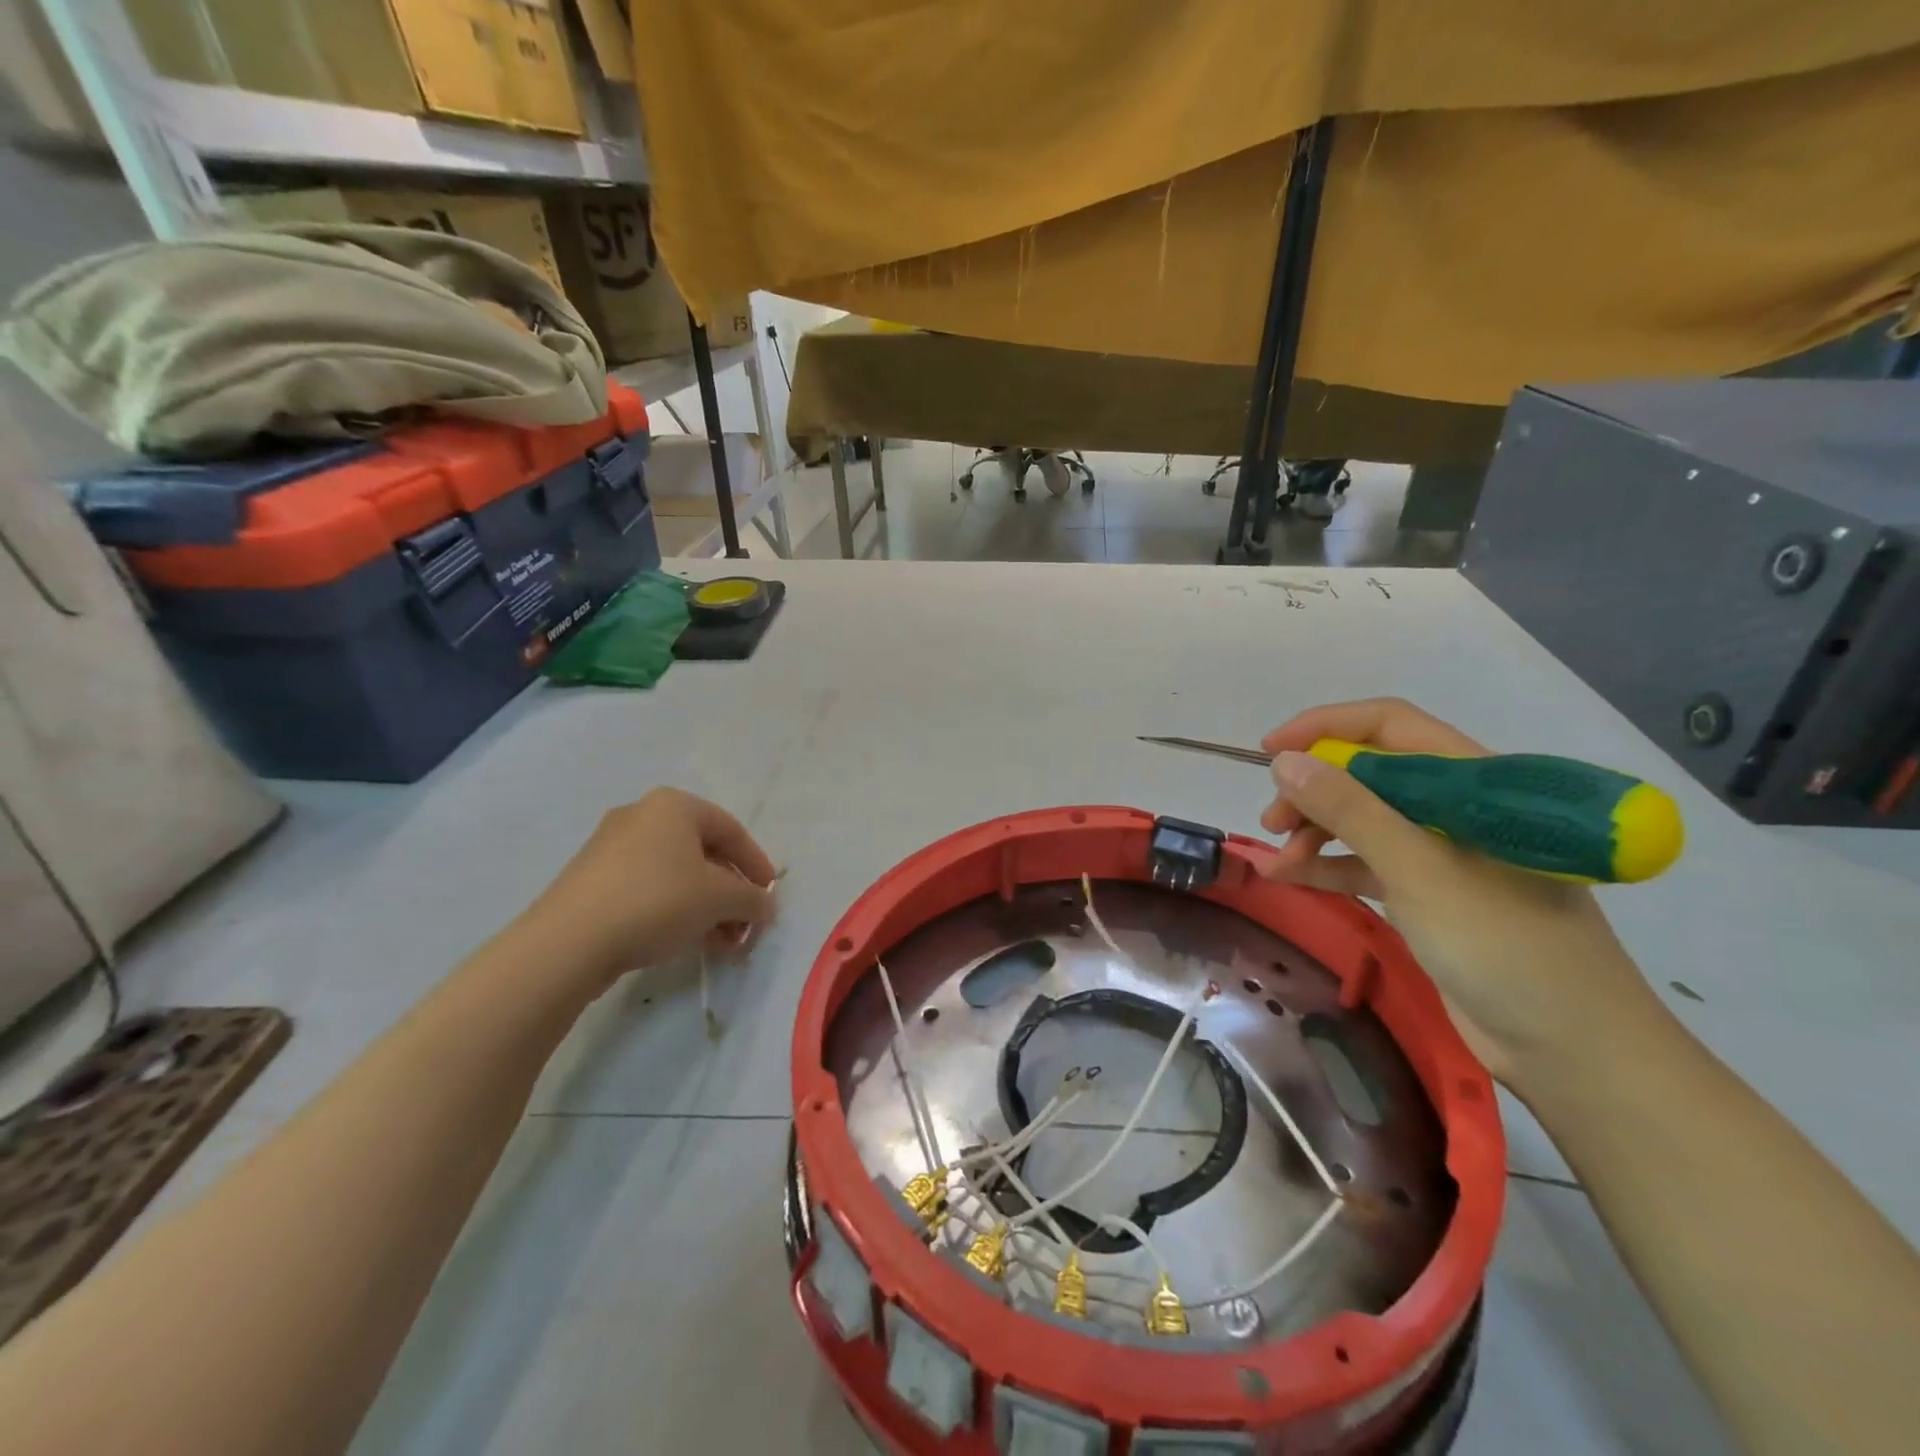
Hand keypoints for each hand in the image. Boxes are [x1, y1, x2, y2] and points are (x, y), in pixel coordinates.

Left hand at [521, 788, 778, 994]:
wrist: (568, 942)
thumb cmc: (657, 901)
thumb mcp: (720, 899)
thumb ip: (753, 899)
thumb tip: (766, 907)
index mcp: (674, 805)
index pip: (731, 829)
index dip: (756, 863)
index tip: (769, 895)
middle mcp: (641, 816)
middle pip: (703, 853)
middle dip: (731, 891)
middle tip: (747, 924)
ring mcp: (611, 849)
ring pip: (676, 875)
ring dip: (707, 907)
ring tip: (724, 943)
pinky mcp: (592, 882)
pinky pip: (649, 890)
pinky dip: (676, 911)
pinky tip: (689, 942)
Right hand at [1257, 698, 1664, 1093]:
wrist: (1571, 1050)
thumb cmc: (1506, 945)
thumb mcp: (1420, 871)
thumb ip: (1351, 811)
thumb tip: (1286, 762)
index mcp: (1474, 783)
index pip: (1390, 726)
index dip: (1326, 728)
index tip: (1271, 751)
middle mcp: (1456, 808)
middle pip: (1368, 773)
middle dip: (1314, 789)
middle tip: (1272, 820)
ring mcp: (1441, 852)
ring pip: (1362, 818)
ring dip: (1314, 829)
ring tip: (1278, 856)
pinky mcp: (1427, 893)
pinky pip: (1364, 863)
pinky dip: (1327, 865)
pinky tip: (1288, 876)